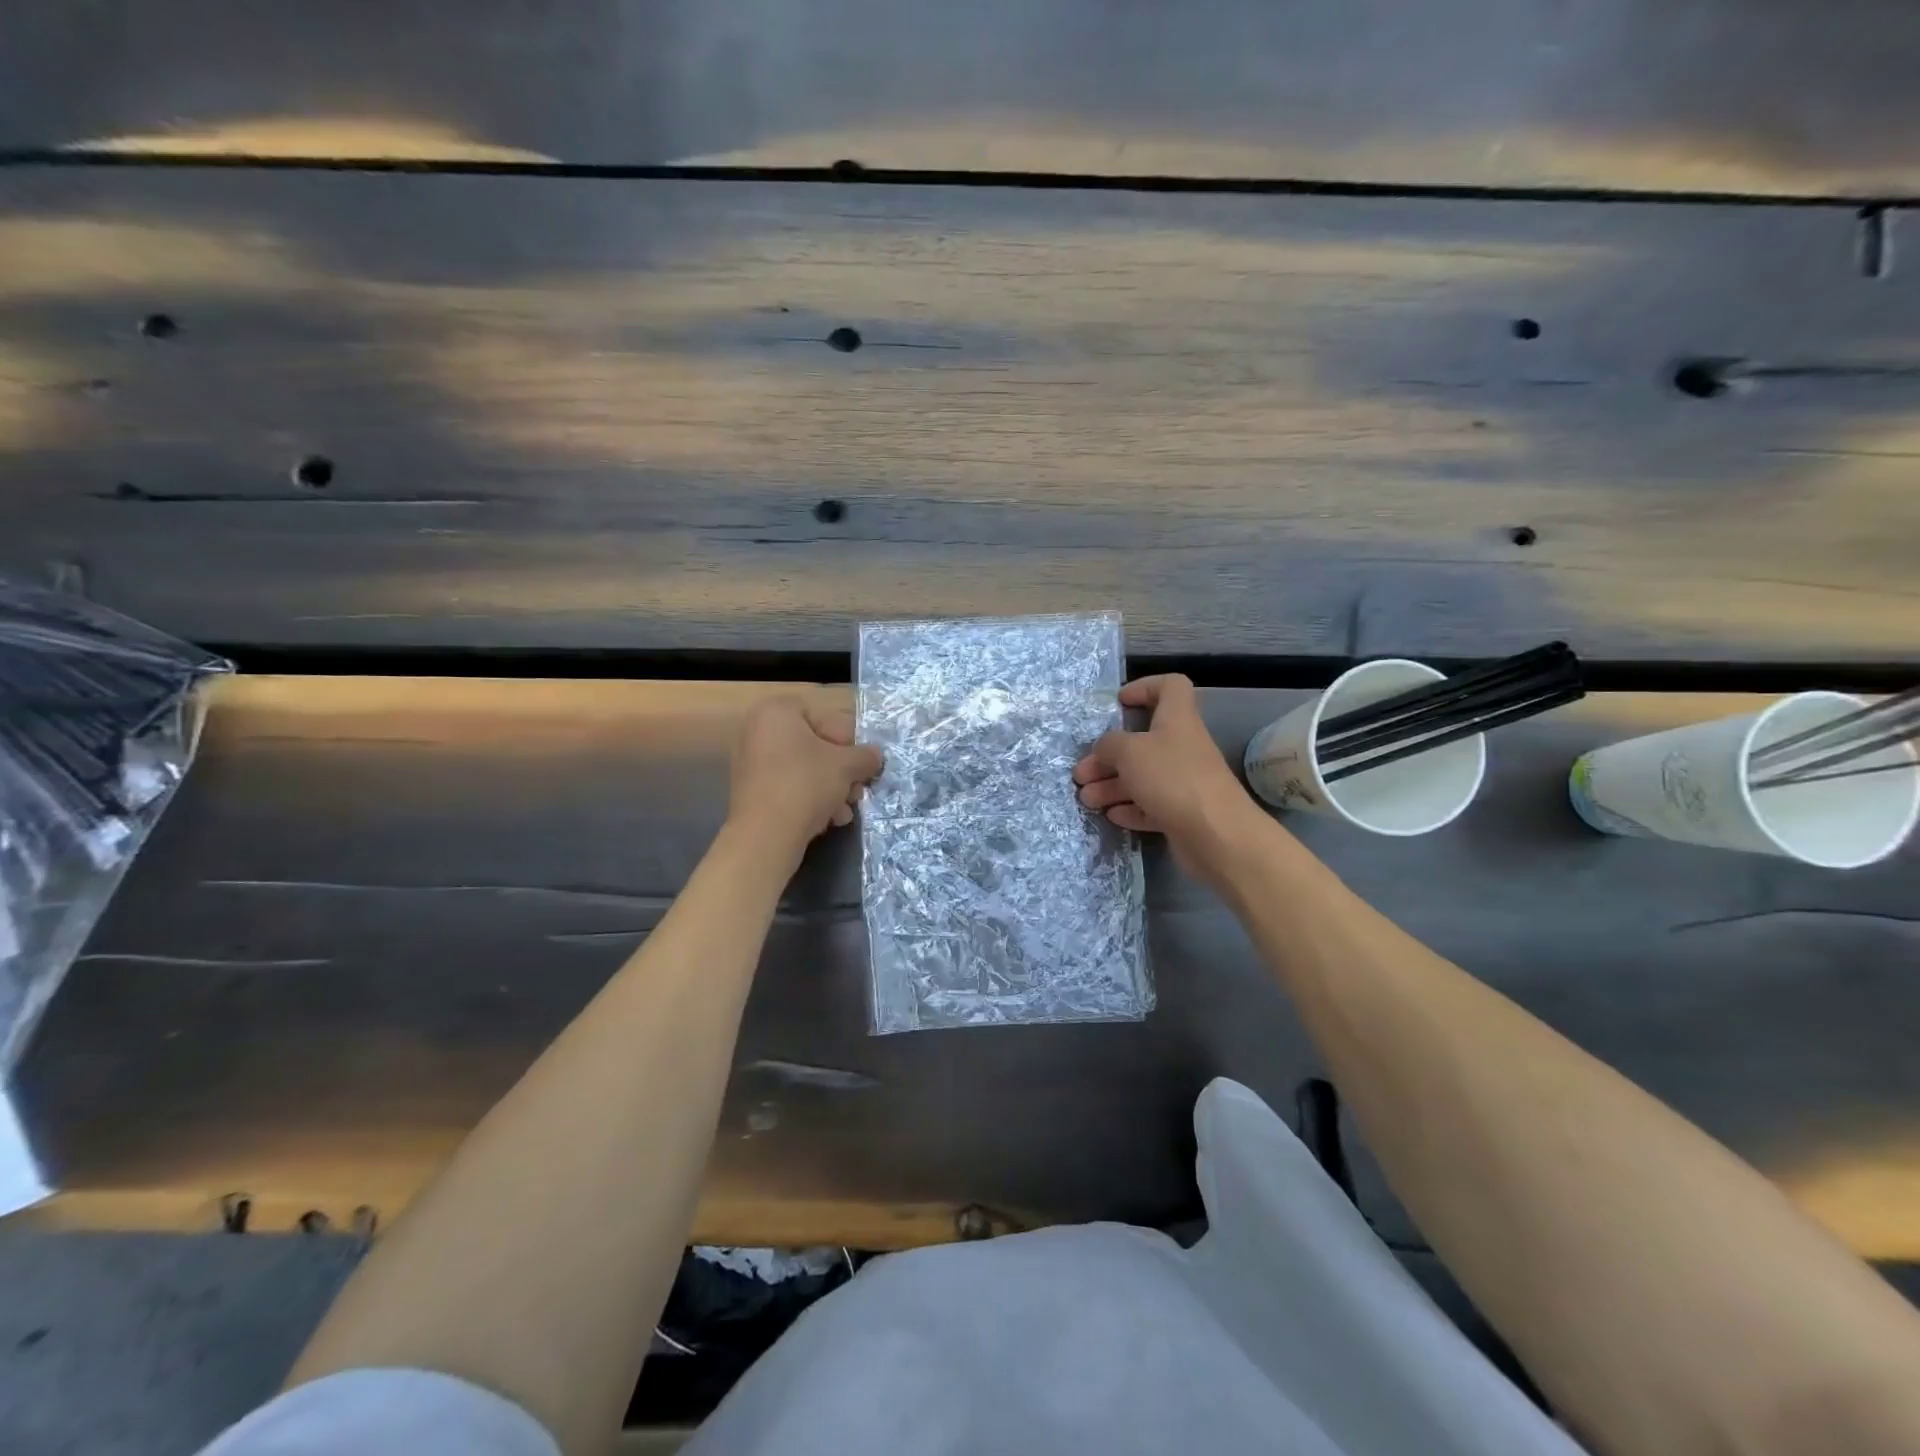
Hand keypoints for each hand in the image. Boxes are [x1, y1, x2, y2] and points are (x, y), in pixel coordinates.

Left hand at [728, 697, 882, 855]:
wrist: (764, 834)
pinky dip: (809, 799)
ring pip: (803, 769)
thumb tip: (875, 755)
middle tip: (858, 789)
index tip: (862, 762)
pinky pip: (788, 786)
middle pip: (814, 746)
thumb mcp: (846, 766)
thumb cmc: (806, 784)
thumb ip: (865, 756)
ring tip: (846, 810)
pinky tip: (829, 819)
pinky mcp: (749, 791)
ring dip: (831, 788)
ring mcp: (750, 762)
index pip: (825, 717)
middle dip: (841, 770)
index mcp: (777, 712)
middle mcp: (758, 731)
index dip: (849, 740)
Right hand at [1073, 675, 1260, 873]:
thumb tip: (1103, 748)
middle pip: (1143, 741)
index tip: (1120, 702)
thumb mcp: (1129, 752)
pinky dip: (1130, 808)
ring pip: (1143, 776)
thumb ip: (1109, 745)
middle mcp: (1182, 747)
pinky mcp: (1183, 813)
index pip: (1170, 686)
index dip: (1145, 687)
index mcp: (1176, 719)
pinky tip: (1111, 816)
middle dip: (1108, 756)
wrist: (1215, 834)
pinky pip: (1151, 805)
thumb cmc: (1172, 778)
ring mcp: (1184, 782)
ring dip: (1112, 785)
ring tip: (1086, 799)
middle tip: (1081, 773)